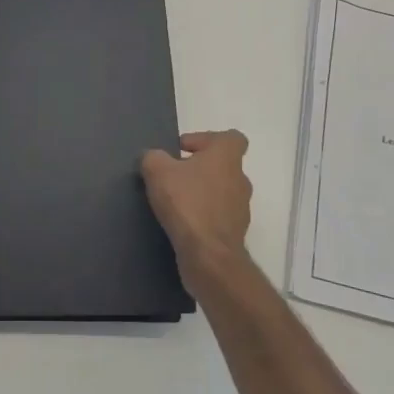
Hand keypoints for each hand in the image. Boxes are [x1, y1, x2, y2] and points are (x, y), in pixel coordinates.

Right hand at [140, 131, 253, 290]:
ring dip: (200, 194)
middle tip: (172, 177)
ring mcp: (240, 208)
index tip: (183, 150)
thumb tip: (152, 158)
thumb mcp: (157, 170)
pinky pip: (217, 216)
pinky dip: (202, 216)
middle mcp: (240, 179)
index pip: (231, 137)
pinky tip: (181, 223)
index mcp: (226, 157)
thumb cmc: (187, 203)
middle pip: (222, 165)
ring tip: (173, 203)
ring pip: (220, 192)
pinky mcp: (234, 233)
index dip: (206, 139)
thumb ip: (153, 157)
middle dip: (198, 169)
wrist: (208, 255)